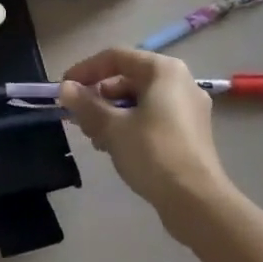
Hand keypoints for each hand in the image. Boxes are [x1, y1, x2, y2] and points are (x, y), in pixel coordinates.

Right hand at [58, 48, 233, 235]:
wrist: (198, 204)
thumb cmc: (154, 153)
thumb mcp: (113, 128)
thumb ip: (86, 104)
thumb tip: (65, 88)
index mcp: (163, 70)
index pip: (116, 57)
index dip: (86, 70)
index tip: (64, 88)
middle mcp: (180, 81)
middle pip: (129, 78)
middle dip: (99, 96)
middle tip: (78, 117)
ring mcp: (189, 108)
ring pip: (140, 100)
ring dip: (112, 114)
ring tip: (94, 137)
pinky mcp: (191, 133)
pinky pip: (154, 117)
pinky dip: (132, 126)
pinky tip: (116, 148)